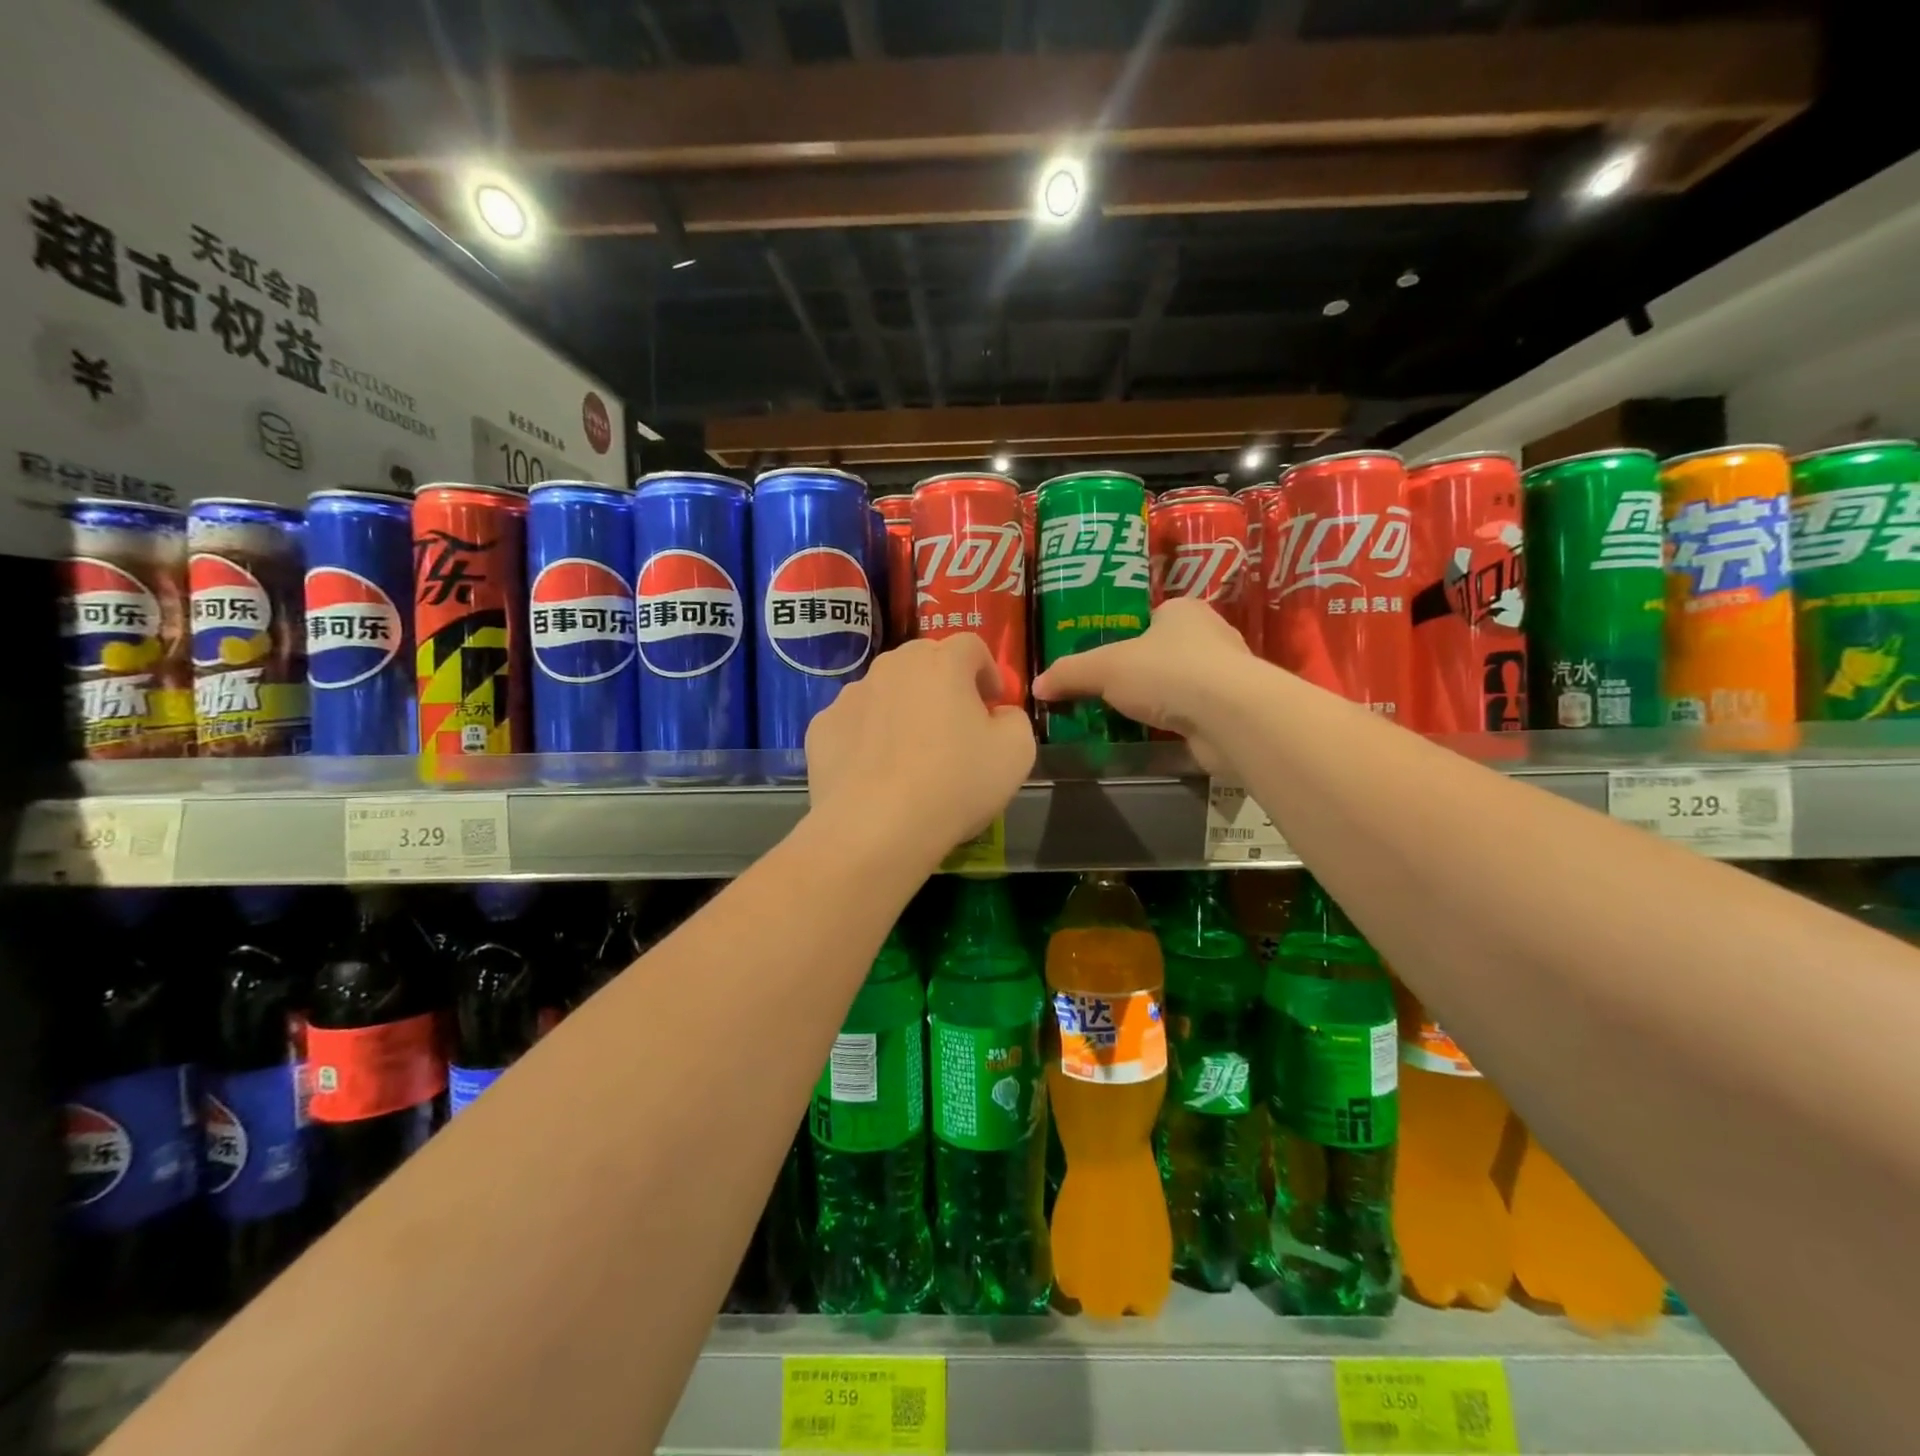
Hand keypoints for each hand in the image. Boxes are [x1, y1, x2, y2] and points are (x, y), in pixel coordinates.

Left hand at [806, 635, 1035, 861]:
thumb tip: (998, 714)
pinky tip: (875, 772)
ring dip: (902, 708)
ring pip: (885, 690)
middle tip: (954, 725)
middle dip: (943, 684)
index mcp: (942, 662)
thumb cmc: (955, 784)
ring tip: (910, 753)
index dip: (987, 671)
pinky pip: (855, 722)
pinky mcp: (821, 727)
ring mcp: (850, 695)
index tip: (993, 704)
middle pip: (924, 661)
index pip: (971, 646)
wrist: (876, 828)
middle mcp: (892, 666)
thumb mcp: (1016, 753)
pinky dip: (867, 737)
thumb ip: (1014, 719)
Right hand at [1032, 597, 1250, 772]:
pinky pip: (1189, 713)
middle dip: (1136, 672)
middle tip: (1102, 693)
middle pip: (1161, 652)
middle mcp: (1209, 635)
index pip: (1147, 619)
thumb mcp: (1104, 667)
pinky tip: (1150, 736)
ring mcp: (1224, 675)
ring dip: (1154, 700)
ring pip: (1176, 684)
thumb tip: (1037, 686)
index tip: (1099, 662)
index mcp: (1182, 610)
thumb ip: (1069, 673)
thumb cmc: (1167, 673)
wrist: (1230, 717)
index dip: (1121, 638)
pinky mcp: (1230, 711)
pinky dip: (1170, 723)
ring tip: (1120, 718)